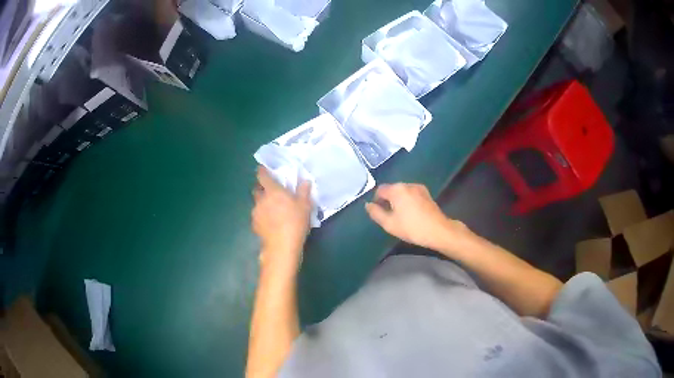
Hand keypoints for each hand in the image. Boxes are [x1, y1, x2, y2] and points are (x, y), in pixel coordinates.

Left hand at [252, 166, 311, 271]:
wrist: (282, 245)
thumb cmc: (295, 222)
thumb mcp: (305, 206)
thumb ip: (304, 191)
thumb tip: (305, 180)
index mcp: (272, 191)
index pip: (262, 176)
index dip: (262, 171)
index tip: (264, 169)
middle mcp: (261, 199)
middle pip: (256, 189)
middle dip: (261, 188)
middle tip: (271, 192)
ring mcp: (256, 213)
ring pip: (256, 204)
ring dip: (262, 203)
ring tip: (272, 210)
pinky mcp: (254, 225)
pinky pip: (257, 216)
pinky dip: (262, 216)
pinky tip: (270, 223)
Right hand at [365, 183, 472, 253]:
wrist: (438, 231)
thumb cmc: (411, 228)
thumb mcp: (389, 224)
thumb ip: (376, 213)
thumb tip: (368, 205)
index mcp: (397, 189)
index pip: (380, 190)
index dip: (376, 200)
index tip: (379, 213)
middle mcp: (407, 184)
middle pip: (392, 189)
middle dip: (388, 200)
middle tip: (389, 216)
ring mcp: (419, 188)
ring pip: (402, 192)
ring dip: (398, 200)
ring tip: (400, 215)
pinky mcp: (427, 194)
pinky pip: (411, 194)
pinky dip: (408, 200)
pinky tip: (411, 213)